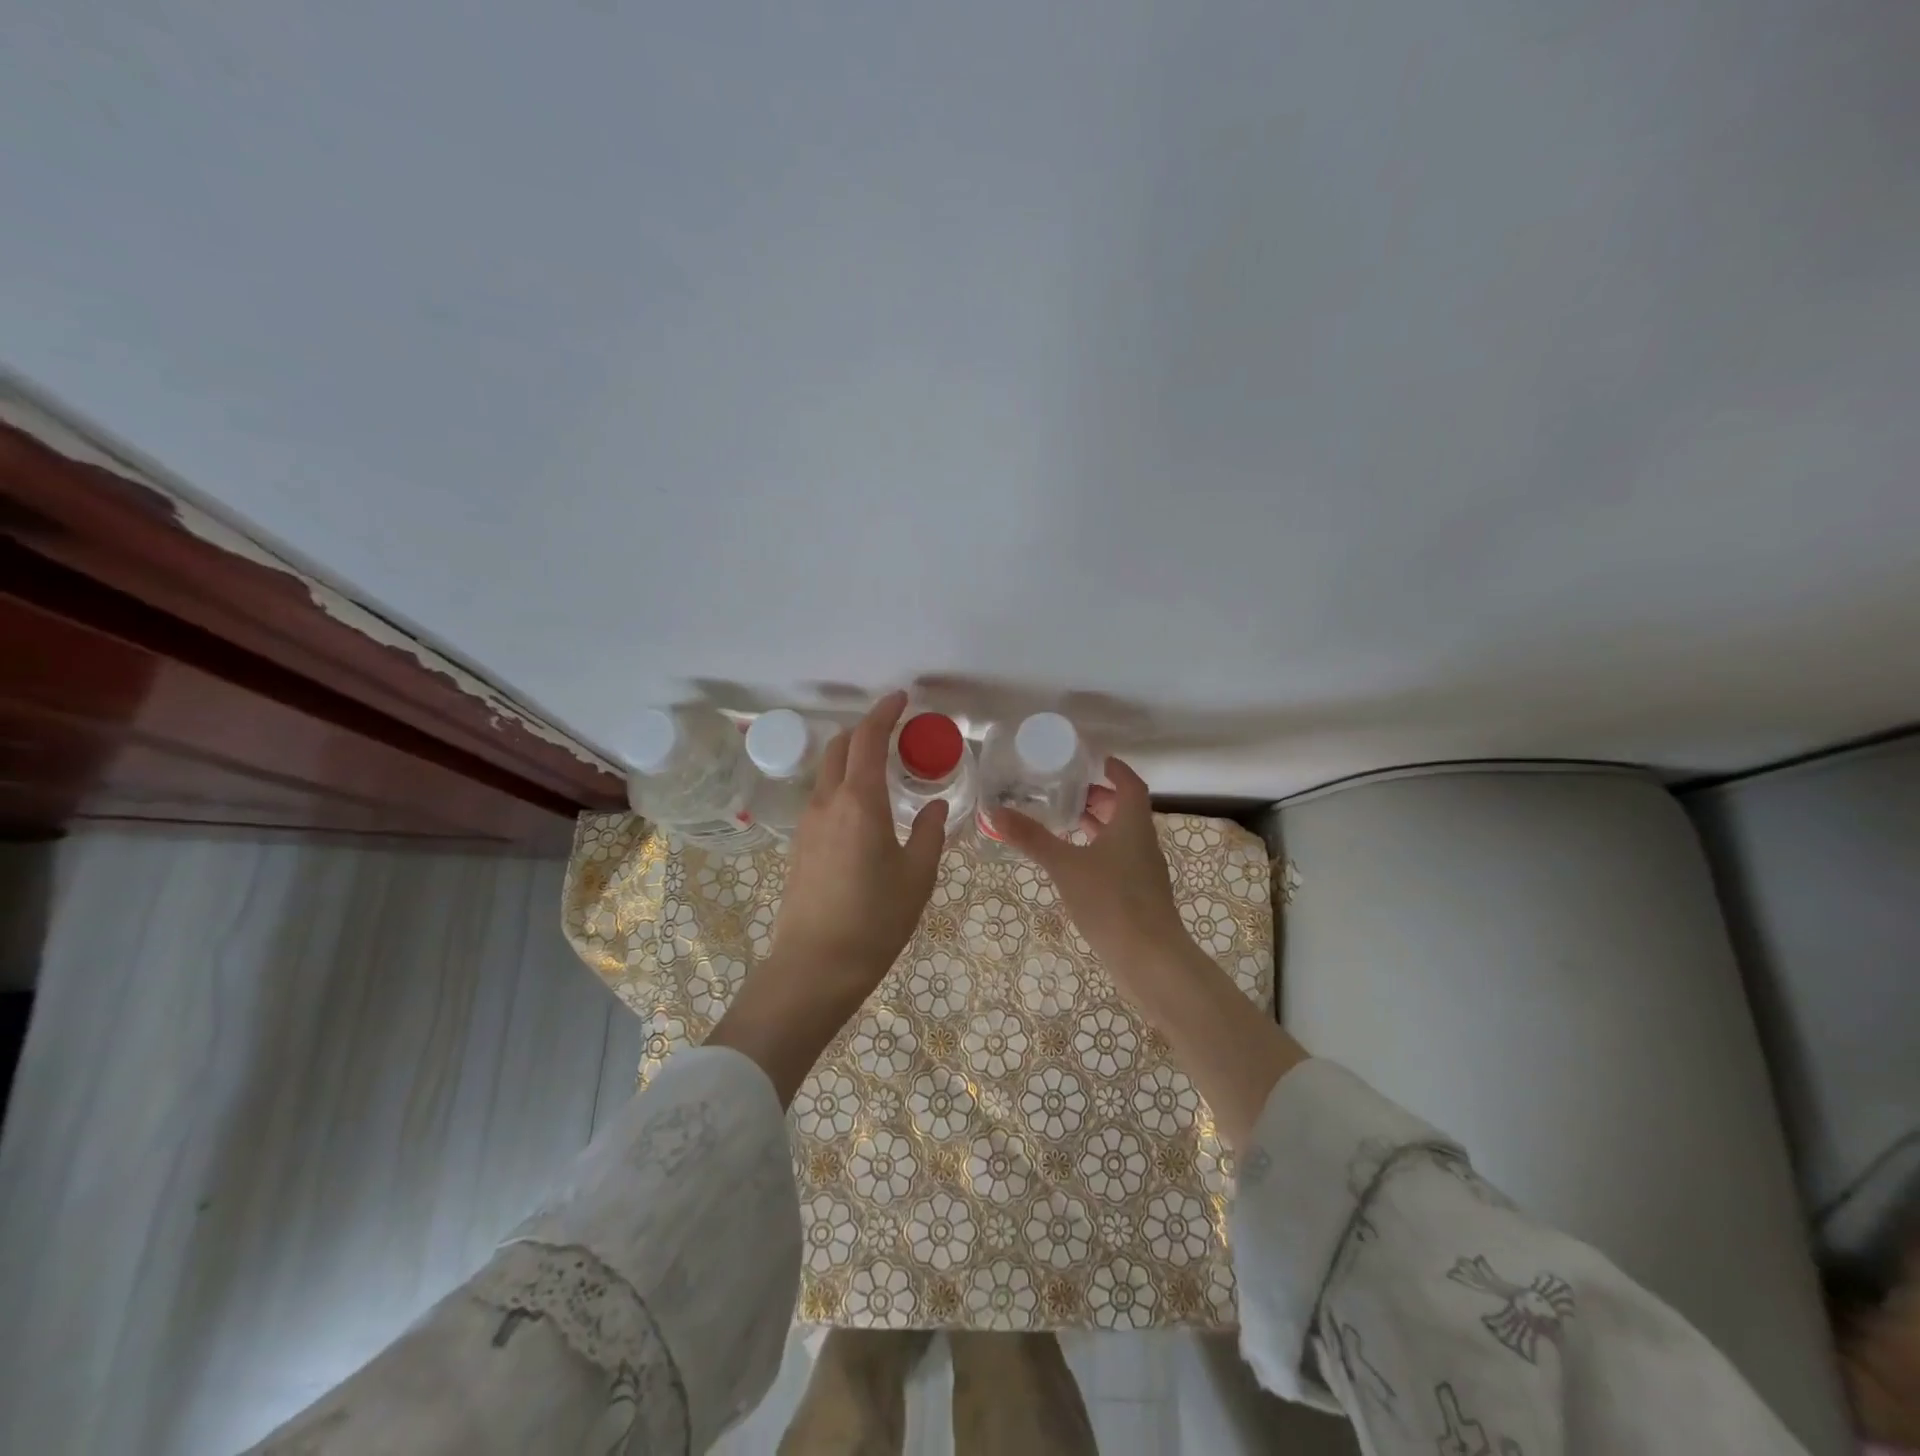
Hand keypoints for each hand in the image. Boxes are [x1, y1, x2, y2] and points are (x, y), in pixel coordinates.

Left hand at [710, 691, 946, 1104]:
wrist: (815, 967)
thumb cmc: (875, 920)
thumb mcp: (917, 876)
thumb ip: (931, 833)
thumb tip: (936, 806)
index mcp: (859, 802)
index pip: (867, 739)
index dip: (884, 713)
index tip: (901, 698)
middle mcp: (827, 803)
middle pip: (838, 747)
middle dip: (863, 730)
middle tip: (893, 734)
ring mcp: (808, 824)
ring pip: (826, 772)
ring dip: (850, 758)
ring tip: (882, 771)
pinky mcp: (800, 845)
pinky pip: (822, 798)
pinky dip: (841, 785)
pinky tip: (864, 810)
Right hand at [995, 756, 1308, 1142]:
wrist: (1151, 960)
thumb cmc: (1111, 901)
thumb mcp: (1065, 866)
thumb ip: (1032, 838)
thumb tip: (994, 812)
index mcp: (1133, 825)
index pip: (1130, 785)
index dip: (1115, 769)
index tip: (1093, 759)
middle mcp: (1143, 843)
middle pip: (1125, 810)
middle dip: (1099, 797)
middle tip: (1065, 790)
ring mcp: (1144, 871)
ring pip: (1122, 837)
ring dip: (1098, 825)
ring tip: (1064, 822)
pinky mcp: (1139, 895)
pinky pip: (1119, 860)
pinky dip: (1098, 851)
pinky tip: (1074, 864)